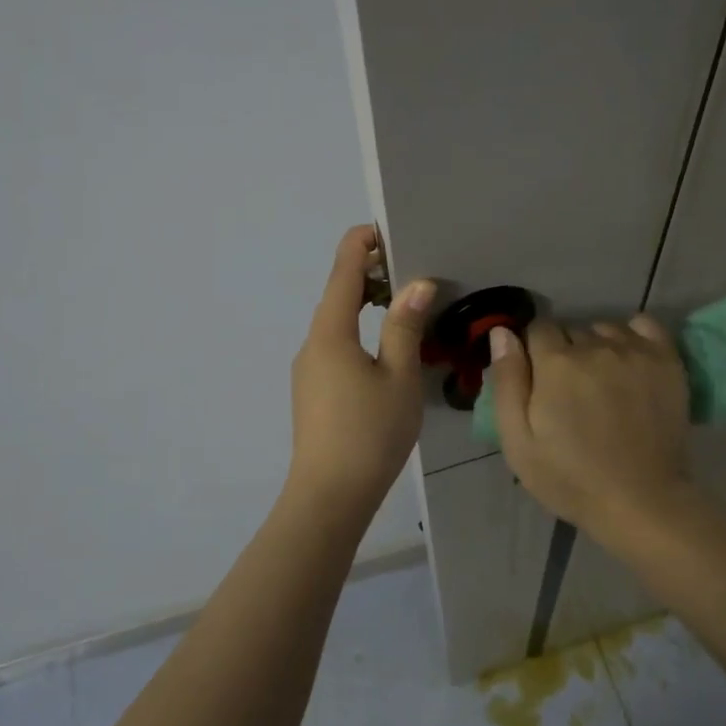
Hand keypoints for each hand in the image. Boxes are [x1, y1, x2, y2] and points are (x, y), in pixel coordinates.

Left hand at [285, 225, 433, 515]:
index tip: (387, 229)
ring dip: (365, 306)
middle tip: (409, 268)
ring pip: (337, 324)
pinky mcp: (313, 392)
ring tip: (404, 306)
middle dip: (368, 275)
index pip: (343, 271)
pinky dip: (359, 332)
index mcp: (331, 332)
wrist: (329, 496)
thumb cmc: (370, 432)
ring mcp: (308, 370)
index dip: (361, 244)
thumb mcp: (399, 376)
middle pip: (337, 295)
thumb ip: (405, 326)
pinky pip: (335, 347)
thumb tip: (416, 284)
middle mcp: (312, 343)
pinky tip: (385, 351)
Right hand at [486, 315, 692, 541]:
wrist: (641, 502)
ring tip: (602, 381)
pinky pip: (644, 324)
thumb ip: (507, 381)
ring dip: (597, 346)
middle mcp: (594, 345)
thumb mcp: (518, 441)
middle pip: (571, 330)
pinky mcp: (667, 360)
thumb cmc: (570, 478)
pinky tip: (629, 359)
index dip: (534, 352)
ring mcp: (634, 351)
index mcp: (555, 363)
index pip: (537, 329)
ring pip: (604, 328)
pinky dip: (632, 335)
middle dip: (565, 352)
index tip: (540, 381)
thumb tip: (501, 332)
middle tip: (570, 391)